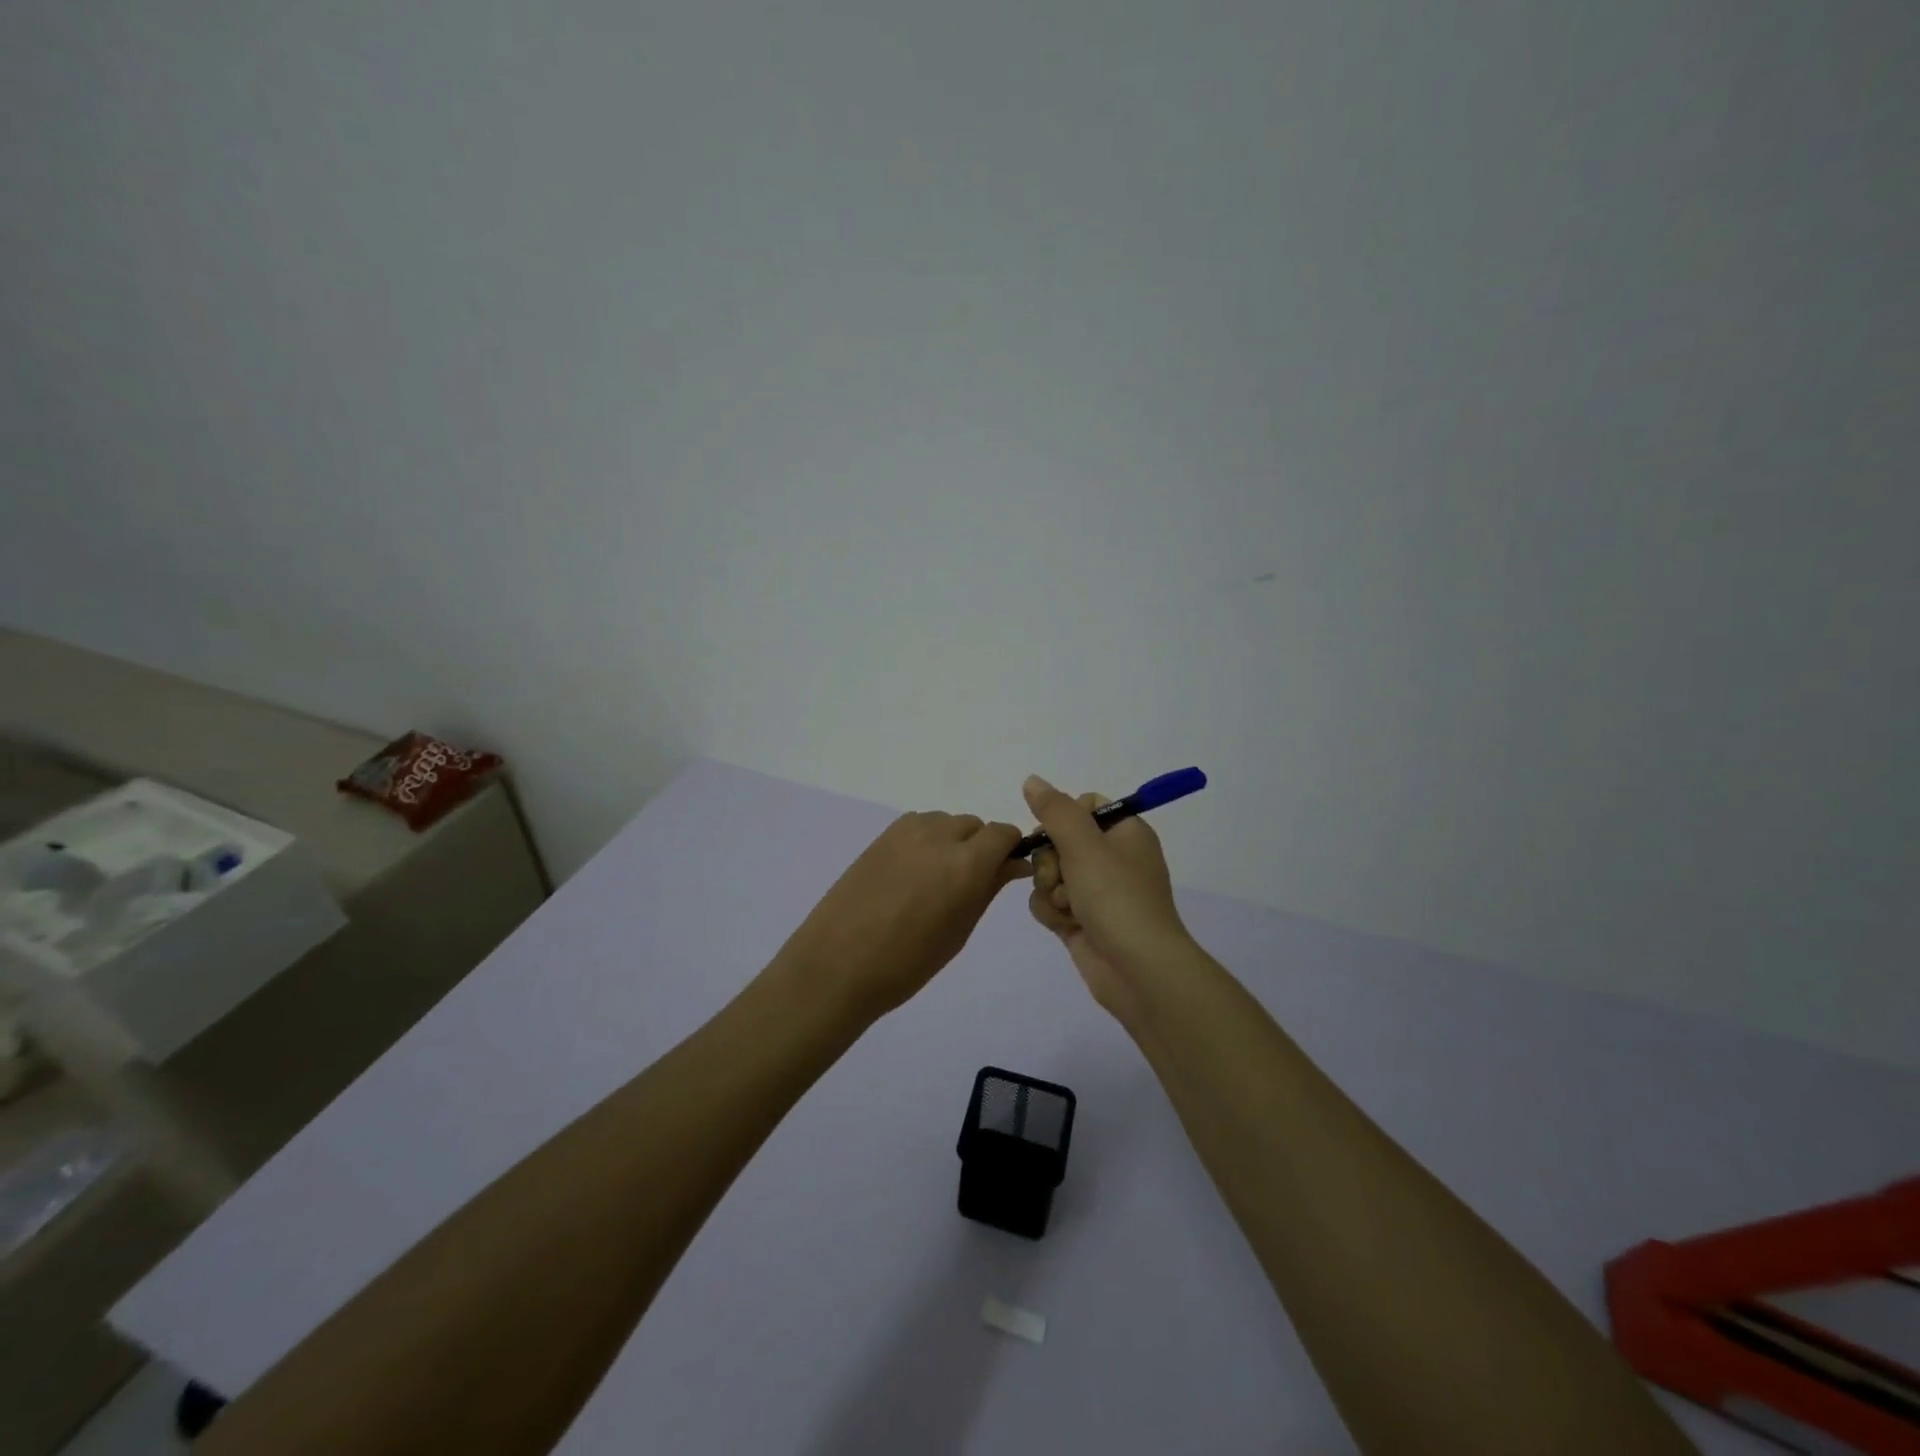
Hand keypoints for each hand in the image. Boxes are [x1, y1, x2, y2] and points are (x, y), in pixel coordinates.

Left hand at [779, 811, 1031, 1018]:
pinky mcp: (881, 835)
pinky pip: (919, 825)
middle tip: (968, 884)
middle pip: (974, 825)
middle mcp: (939, 835)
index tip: (1005, 872)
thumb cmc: (908, 963)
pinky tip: (912, 873)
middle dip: (980, 847)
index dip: (1009, 850)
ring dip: (952, 841)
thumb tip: (1013, 865)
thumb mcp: (959, 930)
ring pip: (946, 822)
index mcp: (966, 862)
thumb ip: (988, 889)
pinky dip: (926, 840)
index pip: (1003, 833)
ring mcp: (906, 831)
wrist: (837, 965)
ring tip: (935, 880)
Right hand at [1022, 775, 1192, 1014]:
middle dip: (1050, 860)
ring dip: (1050, 889)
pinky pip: (1051, 902)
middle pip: (1060, 840)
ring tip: (1067, 907)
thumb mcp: (1084, 844)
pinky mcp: (1083, 920)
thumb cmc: (1116, 897)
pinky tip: (1063, 924)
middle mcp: (1113, 858)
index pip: (1085, 805)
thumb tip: (1032, 780)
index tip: (1056, 833)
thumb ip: (1054, 810)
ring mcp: (1097, 892)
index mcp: (1125, 832)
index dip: (1063, 817)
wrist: (1136, 969)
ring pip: (1050, 873)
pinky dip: (1051, 911)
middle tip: (1061, 876)